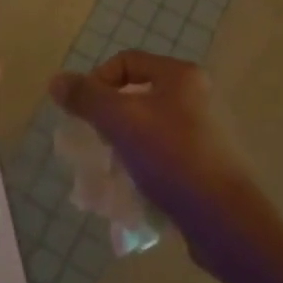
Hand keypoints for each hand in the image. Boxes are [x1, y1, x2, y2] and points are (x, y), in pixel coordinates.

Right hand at [48, 51, 256, 242]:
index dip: (97, 81)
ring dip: (125, 144)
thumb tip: (56, 80)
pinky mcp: (209, 165)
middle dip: (110, 118)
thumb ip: (86, 98)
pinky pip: (166, 155)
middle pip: (138, 95)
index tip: (84, 113)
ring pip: (150, 128)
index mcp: (181, 75)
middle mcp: (198, 96)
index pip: (126, 61)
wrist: (226, 221)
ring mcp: (207, 132)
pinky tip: (136, 188)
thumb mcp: (121, 121)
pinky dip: (146, 166)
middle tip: (96, 142)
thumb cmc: (172, 158)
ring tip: (112, 169)